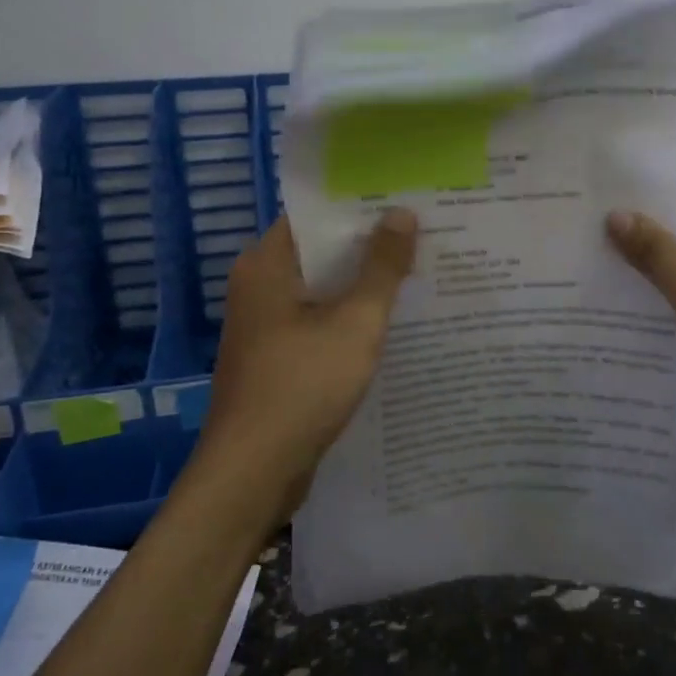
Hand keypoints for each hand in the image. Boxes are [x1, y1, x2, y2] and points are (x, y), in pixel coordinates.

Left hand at [198, 210, 417, 520]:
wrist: (252, 473)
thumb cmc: (302, 386)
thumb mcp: (355, 322)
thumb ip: (382, 267)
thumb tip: (402, 212)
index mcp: (266, 265)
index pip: (315, 216)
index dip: (359, 207)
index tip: (405, 201)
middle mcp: (258, 286)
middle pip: (320, 252)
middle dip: (369, 246)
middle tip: (423, 235)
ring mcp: (264, 325)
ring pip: (321, 290)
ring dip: (362, 285)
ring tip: (418, 272)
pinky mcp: (274, 357)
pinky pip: (317, 322)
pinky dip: (348, 318)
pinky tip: (391, 323)